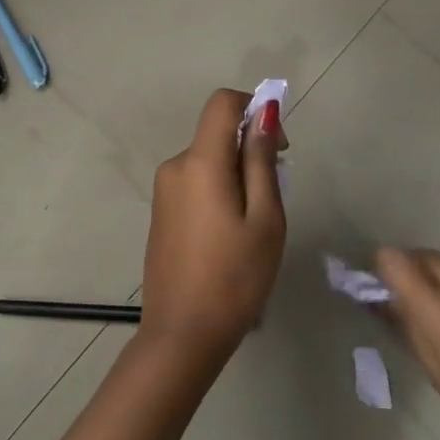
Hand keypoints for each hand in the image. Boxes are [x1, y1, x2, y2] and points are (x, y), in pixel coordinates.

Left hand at [139, 90, 287, 363]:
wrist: (182, 336)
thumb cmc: (235, 278)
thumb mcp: (264, 218)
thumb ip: (261, 160)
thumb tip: (264, 113)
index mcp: (199, 162)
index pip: (222, 103)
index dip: (254, 109)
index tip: (277, 147)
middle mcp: (175, 166)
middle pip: (217, 134)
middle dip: (250, 151)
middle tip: (273, 201)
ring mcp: (163, 191)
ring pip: (208, 161)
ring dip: (237, 176)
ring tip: (253, 228)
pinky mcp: (161, 212)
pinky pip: (195, 183)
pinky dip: (219, 192)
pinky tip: (230, 238)